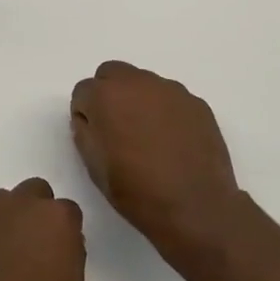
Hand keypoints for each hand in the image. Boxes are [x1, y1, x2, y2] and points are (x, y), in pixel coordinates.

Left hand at [0, 180, 85, 280]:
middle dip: (35, 214)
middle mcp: (17, 206)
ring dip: (6, 221)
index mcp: (54, 218)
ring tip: (3, 260)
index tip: (59, 254)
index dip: (63, 233)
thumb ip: (69, 253)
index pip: (66, 210)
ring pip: (0, 204)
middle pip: (32, 193)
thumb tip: (58, 243)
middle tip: (32, 249)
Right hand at [70, 61, 250, 259]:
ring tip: (148, 137)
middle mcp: (137, 82)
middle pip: (112, 74)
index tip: (95, 135)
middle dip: (109, 94)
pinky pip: (170, 98)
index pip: (83, 91)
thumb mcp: (94, 166)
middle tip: (116, 127)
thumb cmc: (136, 190)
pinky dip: (165, 111)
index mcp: (106, 96)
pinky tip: (172, 141)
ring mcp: (171, 90)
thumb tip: (90, 119)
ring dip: (138, 100)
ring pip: (144, 83)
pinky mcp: (196, 102)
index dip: (86, 113)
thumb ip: (85, 132)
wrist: (195, 206)